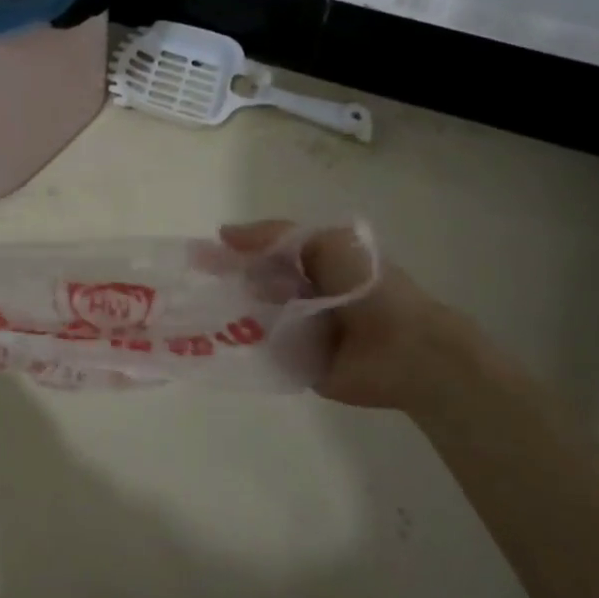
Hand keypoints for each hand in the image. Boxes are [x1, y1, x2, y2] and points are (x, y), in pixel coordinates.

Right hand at [219, 221, 468, 410]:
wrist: (405, 347)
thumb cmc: (368, 285)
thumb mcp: (324, 241)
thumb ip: (273, 235)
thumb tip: (223, 233)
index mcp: (310, 265)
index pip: (259, 256)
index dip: (230, 254)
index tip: (196, 255)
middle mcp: (299, 296)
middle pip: (250, 287)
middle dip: (224, 284)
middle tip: (193, 285)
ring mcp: (295, 332)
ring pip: (250, 319)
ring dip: (227, 314)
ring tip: (195, 312)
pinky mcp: (294, 364)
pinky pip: (260, 352)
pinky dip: (240, 347)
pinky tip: (212, 341)